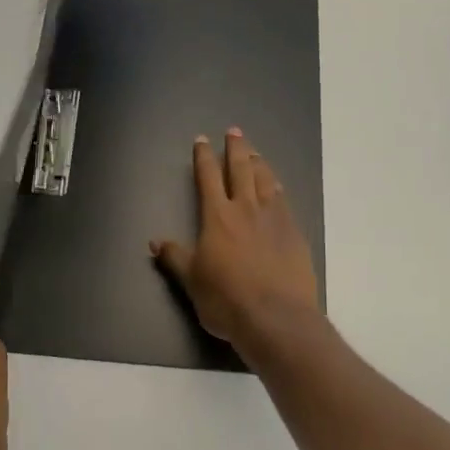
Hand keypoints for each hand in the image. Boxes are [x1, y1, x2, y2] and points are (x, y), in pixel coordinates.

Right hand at [151, 128, 320, 348]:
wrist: (276, 318)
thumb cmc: (226, 300)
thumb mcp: (192, 281)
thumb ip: (175, 257)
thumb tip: (155, 242)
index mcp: (217, 216)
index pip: (208, 177)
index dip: (204, 157)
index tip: (202, 140)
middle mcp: (246, 209)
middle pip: (241, 169)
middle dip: (236, 148)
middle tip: (234, 131)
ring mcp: (274, 219)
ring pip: (266, 180)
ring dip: (259, 163)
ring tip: (255, 153)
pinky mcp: (295, 233)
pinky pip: (284, 201)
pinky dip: (277, 188)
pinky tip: (277, 187)